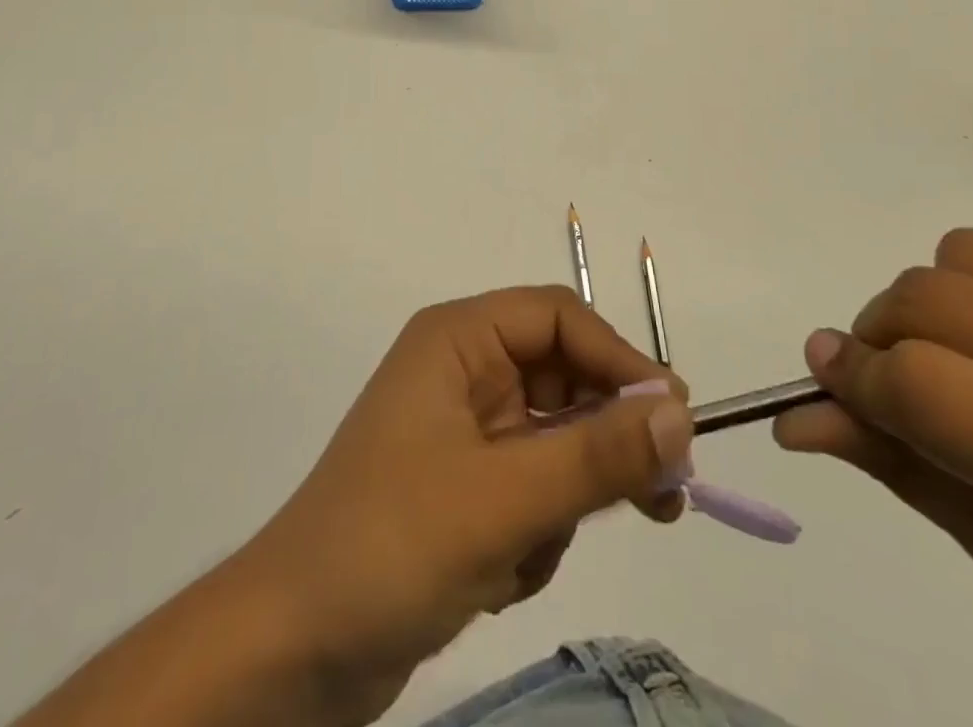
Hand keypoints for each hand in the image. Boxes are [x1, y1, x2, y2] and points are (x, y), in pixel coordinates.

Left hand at [232, 286, 693, 722]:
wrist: (290, 653)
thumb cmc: (392, 545)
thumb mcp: (505, 499)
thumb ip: (597, 454)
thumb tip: (682, 412)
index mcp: (459, 340)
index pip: (559, 319)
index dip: (620, 360)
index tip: (676, 420)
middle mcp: (463, 371)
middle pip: (563, 379)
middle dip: (603, 441)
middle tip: (663, 498)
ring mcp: (463, 431)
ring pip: (555, 443)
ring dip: (562, 501)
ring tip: (531, 554)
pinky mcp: (464, 489)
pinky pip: (532, 490)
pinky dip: (533, 533)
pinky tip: (498, 579)